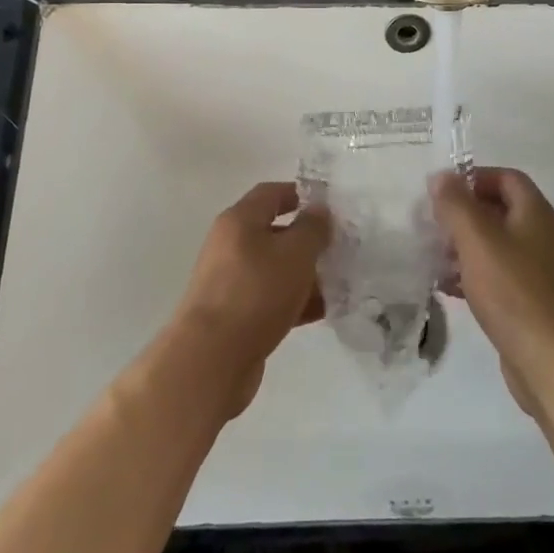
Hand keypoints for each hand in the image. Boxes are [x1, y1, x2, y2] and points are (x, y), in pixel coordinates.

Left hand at [167, 181, 329, 417]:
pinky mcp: (236, 315)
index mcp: (239, 220)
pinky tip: (324, 310)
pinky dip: (296, 301)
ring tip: (340, 282)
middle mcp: (231, 245)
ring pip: (276, 268)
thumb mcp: (295, 253)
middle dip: (309, 239)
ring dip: (306, 273)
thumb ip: (313, 228)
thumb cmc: (256, 292)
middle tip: (341, 247)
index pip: (272, 193)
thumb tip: (319, 211)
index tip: (331, 207)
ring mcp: (231, 282)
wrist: (212, 359)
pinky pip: (271, 298)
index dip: (301, 194)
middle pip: (275, 232)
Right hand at [429, 168, 553, 415]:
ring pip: (496, 245)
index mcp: (535, 213)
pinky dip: (473, 274)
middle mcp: (541, 236)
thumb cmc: (513, 291)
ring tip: (434, 257)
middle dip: (464, 214)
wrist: (550, 361)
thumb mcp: (477, 240)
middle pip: (500, 210)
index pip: (506, 178)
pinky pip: (498, 276)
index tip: (442, 192)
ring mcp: (538, 271)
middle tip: (432, 225)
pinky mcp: (530, 301)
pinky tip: (448, 287)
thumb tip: (441, 176)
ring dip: (464, 246)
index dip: (474, 178)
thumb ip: (456, 204)